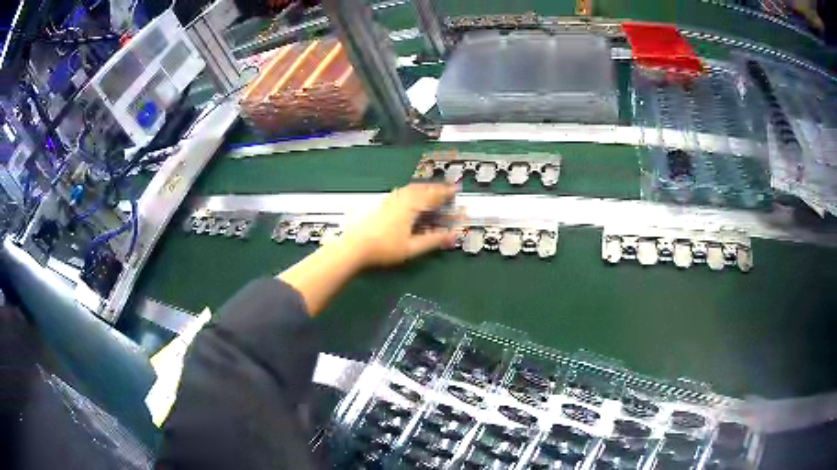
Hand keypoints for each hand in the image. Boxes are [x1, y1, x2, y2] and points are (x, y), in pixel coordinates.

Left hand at [339, 183, 458, 268]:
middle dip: (434, 188)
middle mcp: (400, 199)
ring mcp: (389, 200)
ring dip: (422, 188)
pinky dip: (411, 191)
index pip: (432, 196)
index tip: (455, 190)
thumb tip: (451, 235)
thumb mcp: (412, 248)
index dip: (445, 193)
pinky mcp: (381, 204)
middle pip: (421, 189)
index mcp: (410, 207)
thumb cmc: (384, 249)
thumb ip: (433, 241)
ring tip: (430, 191)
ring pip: (410, 189)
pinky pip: (401, 192)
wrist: (355, 247)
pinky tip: (409, 197)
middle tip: (445, 189)